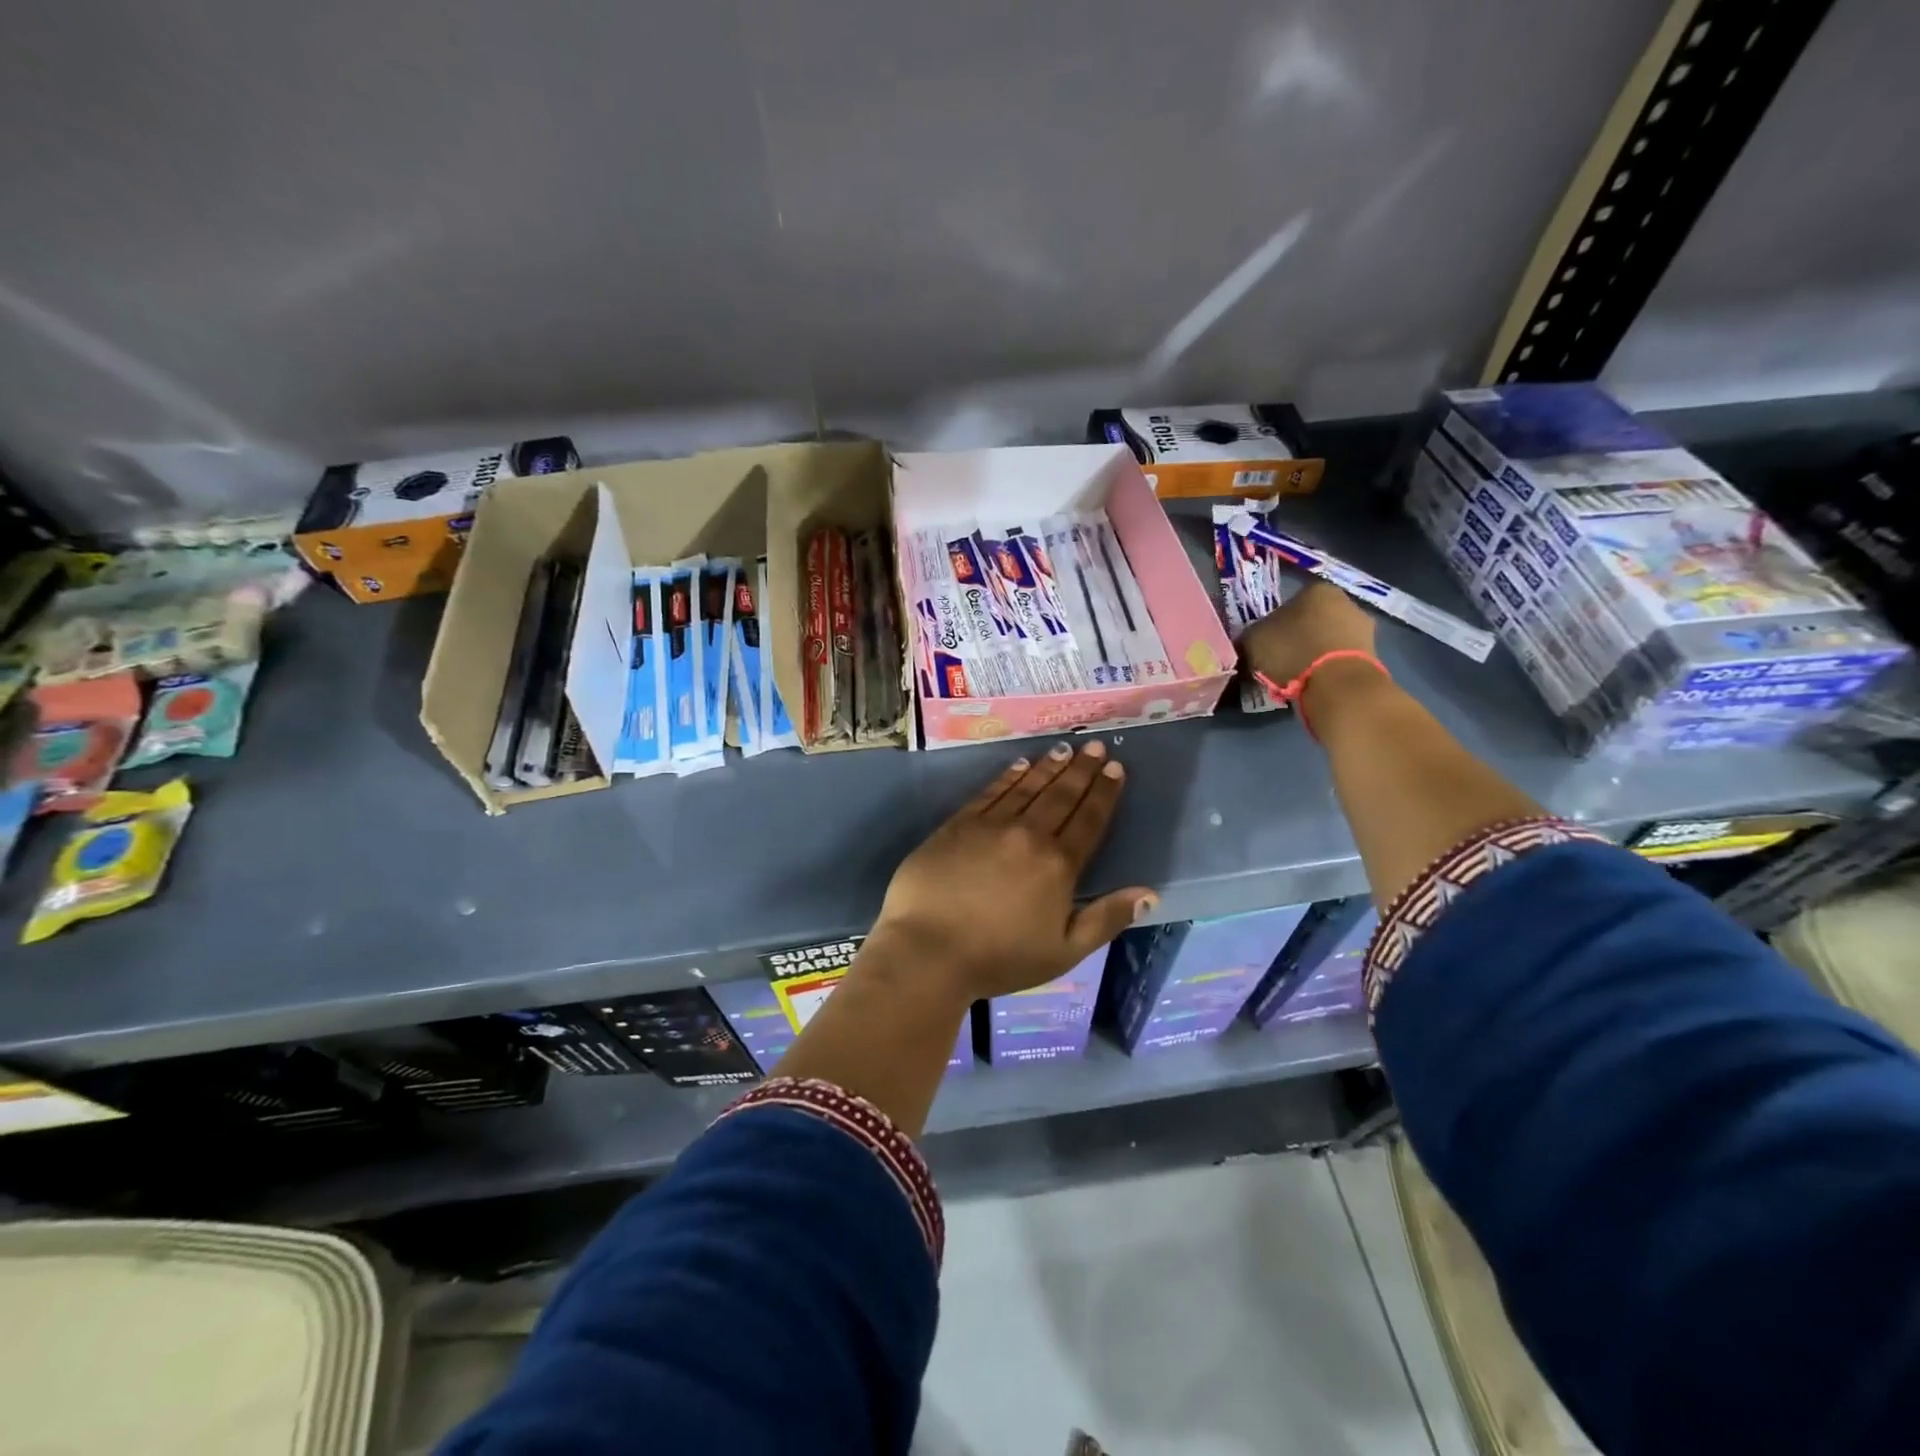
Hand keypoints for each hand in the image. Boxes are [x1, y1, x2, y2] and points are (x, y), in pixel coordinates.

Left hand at [864, 741, 1156, 1002]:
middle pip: (1061, 796)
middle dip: (1082, 769)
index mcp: (1058, 865)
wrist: (927, 950)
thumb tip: (1150, 894)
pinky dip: (1009, 776)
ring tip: (1065, 748)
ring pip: (1028, 787)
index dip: (1104, 793)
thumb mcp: (1064, 952)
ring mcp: (990, 826)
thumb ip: (1106, 919)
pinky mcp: (958, 825)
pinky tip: (1020, 765)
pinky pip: (991, 792)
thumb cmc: (999, 959)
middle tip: (1096, 746)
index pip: (1089, 820)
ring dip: (1049, 767)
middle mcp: (1028, 835)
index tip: (1116, 768)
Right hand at [1239, 580, 1376, 685]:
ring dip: (1315, 653)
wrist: (1336, 684)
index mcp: (1316, 589)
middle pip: (1314, 619)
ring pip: (1329, 639)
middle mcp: (1346, 601)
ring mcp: (1364, 628)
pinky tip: (1315, 683)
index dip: (1276, 623)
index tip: (1268, 642)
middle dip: (1299, 636)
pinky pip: (1341, 658)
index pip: (1291, 601)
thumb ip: (1251, 636)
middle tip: (1281, 659)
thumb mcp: (1253, 641)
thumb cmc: (1292, 651)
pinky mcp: (1373, 655)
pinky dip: (1329, 668)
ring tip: (1297, 676)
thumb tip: (1250, 641)